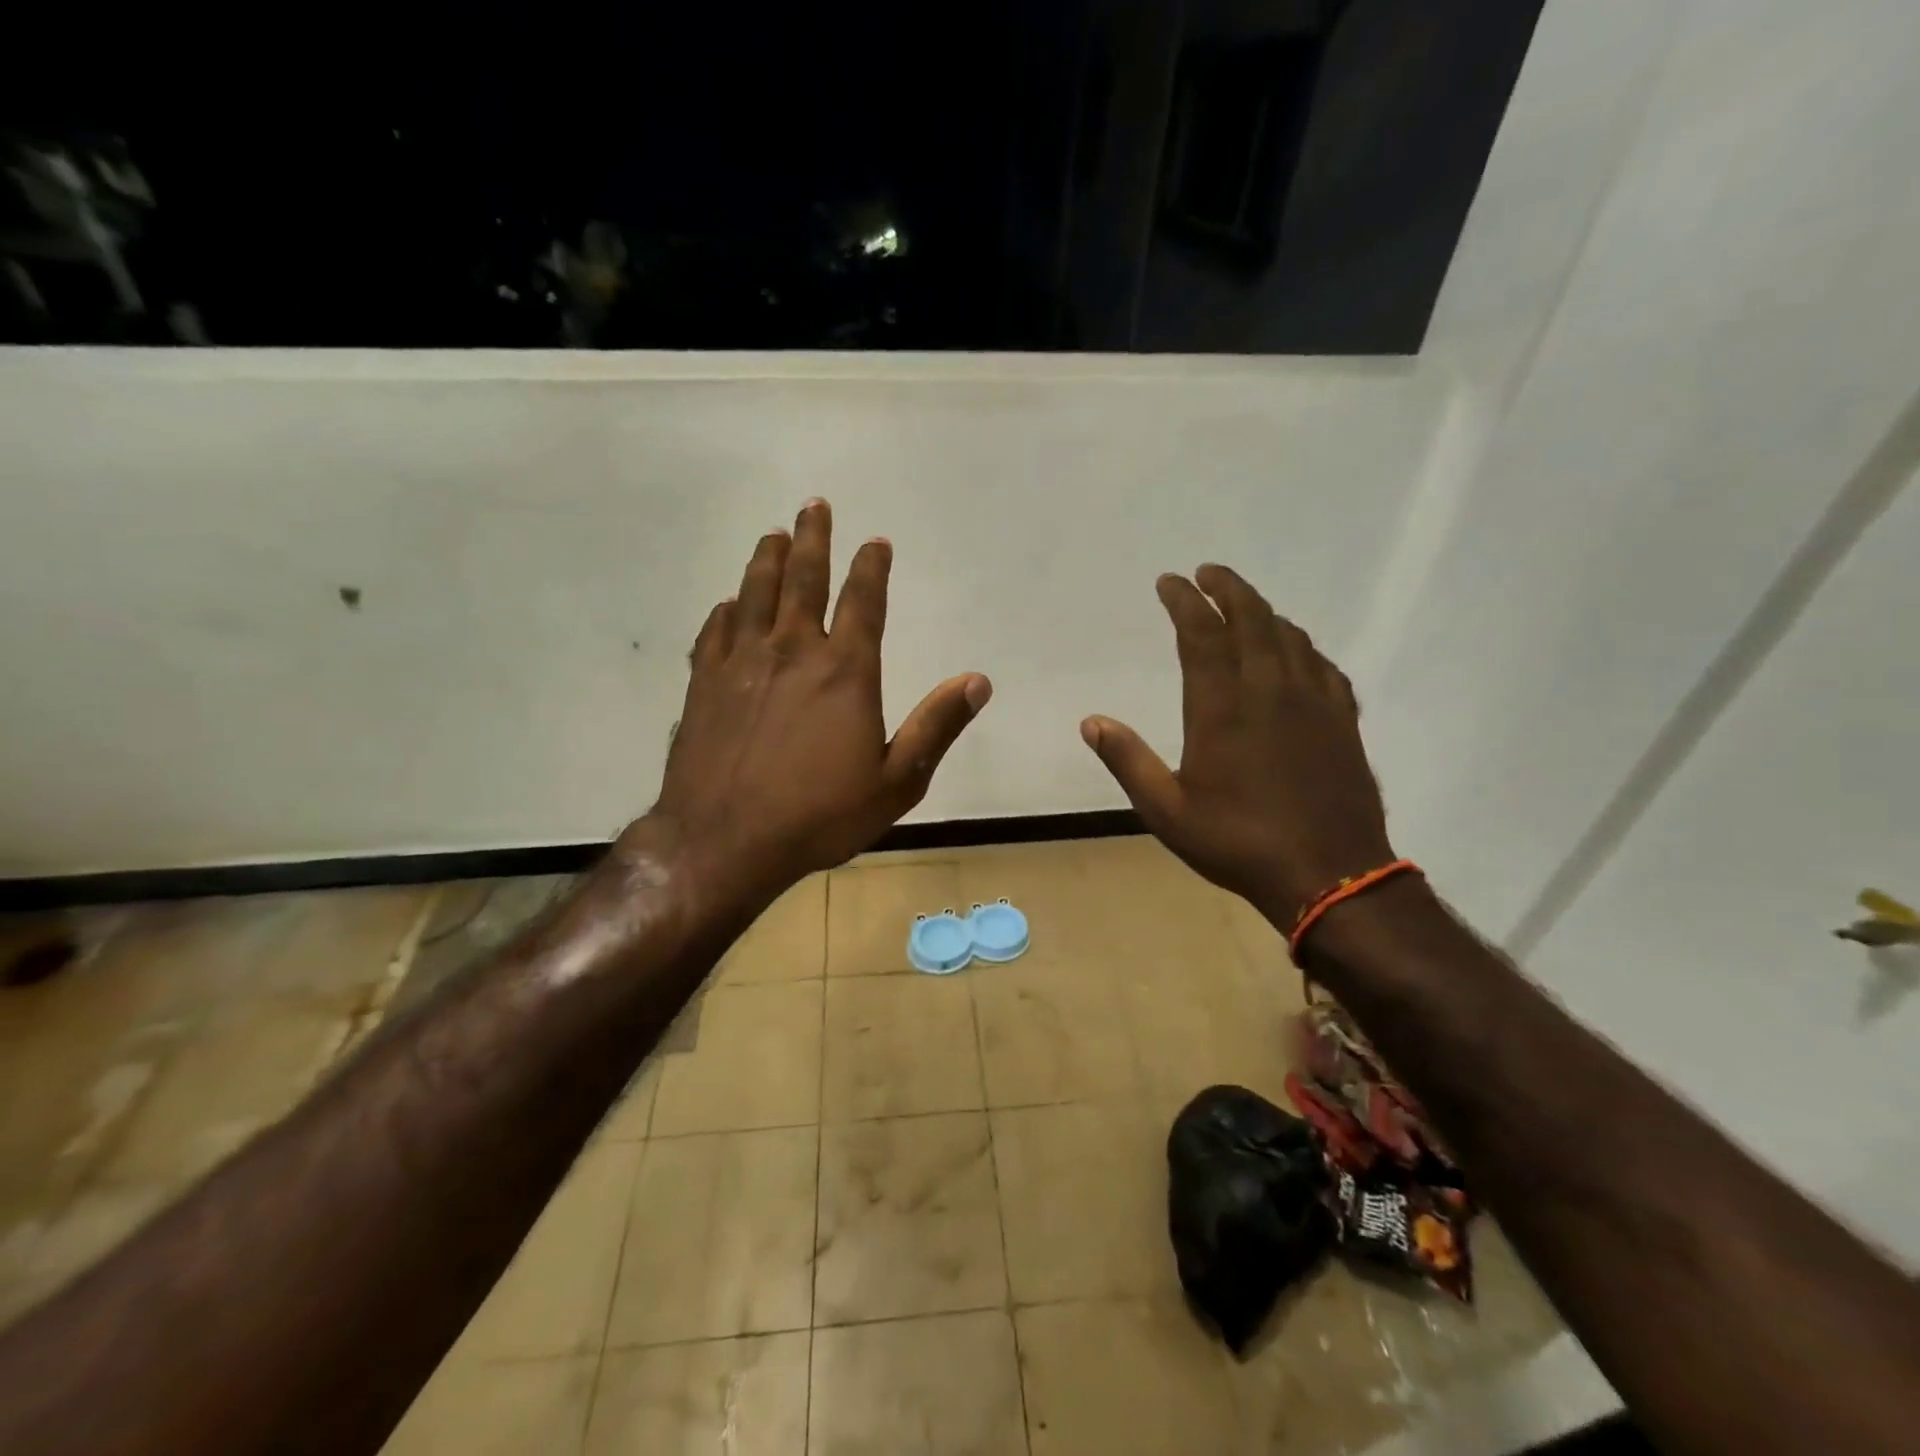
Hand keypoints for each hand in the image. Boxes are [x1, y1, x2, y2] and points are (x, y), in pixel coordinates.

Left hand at [625, 499, 990, 916]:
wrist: (724, 842)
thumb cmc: (819, 816)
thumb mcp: (897, 782)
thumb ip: (936, 727)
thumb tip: (978, 681)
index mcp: (845, 671)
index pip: (863, 601)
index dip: (872, 567)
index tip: (876, 542)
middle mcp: (793, 652)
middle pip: (803, 579)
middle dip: (813, 539)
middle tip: (814, 507)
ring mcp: (741, 664)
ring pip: (755, 594)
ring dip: (767, 560)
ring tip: (773, 534)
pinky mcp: (703, 684)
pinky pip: (715, 631)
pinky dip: (726, 611)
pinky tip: (729, 604)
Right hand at [1081, 564, 1392, 923]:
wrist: (1329, 874)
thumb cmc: (1237, 842)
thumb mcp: (1166, 810)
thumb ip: (1128, 761)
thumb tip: (1091, 722)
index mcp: (1222, 706)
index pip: (1201, 633)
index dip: (1183, 600)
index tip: (1169, 581)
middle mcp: (1269, 689)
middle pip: (1251, 617)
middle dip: (1227, 588)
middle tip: (1208, 573)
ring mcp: (1312, 701)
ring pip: (1288, 635)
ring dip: (1262, 610)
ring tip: (1243, 605)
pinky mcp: (1342, 719)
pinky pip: (1321, 664)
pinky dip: (1301, 645)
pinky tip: (1294, 650)